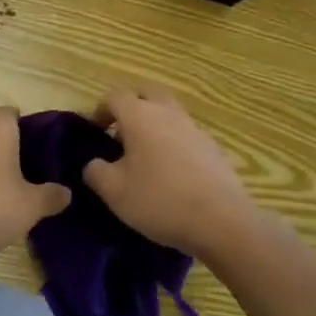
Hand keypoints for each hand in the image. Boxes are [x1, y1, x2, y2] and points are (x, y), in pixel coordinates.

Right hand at [84, 86, 255, 261]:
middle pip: (147, 94)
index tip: (95, 131)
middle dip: (132, 107)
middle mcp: (168, 113)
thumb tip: (93, 163)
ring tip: (145, 156)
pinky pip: (187, 135)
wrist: (222, 221)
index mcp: (139, 116)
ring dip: (155, 125)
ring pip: (169, 113)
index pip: (114, 97)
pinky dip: (174, 144)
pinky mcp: (214, 149)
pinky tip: (172, 173)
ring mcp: (195, 129)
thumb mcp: (113, 191)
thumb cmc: (159, 200)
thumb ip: (95, 171)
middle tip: (122, 132)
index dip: (100, 110)